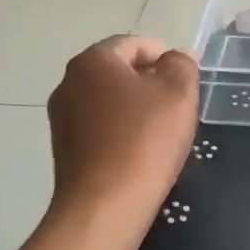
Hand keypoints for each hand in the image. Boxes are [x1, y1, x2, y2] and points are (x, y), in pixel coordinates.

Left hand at [47, 36, 198, 220]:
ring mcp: (62, 117)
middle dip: (150, 83)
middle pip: (119, 71)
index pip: (134, 44)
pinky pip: (100, 127)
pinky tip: (141, 152)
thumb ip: (181, 65)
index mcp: (93, 60)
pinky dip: (121, 131)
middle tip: (179, 106)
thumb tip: (176, 57)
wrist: (104, 206)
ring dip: (136, 108)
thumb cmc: (145, 140)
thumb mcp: (178, 93)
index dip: (165, 56)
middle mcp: (69, 82)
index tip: (187, 80)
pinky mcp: (64, 148)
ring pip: (109, 100)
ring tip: (163, 132)